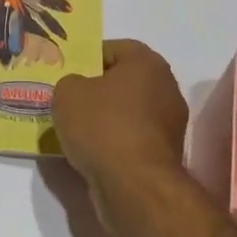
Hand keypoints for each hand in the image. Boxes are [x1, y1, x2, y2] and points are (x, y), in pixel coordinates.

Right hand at [52, 40, 189, 191]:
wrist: (135, 187)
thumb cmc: (103, 126)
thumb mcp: (67, 92)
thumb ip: (69, 83)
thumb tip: (79, 91)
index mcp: (147, 62)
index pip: (112, 49)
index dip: (86, 59)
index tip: (67, 75)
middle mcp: (166, 88)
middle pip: (122, 82)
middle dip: (96, 91)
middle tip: (68, 101)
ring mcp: (169, 125)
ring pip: (127, 113)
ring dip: (105, 120)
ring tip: (74, 131)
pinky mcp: (165, 157)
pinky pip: (132, 140)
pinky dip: (114, 144)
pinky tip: (91, 154)